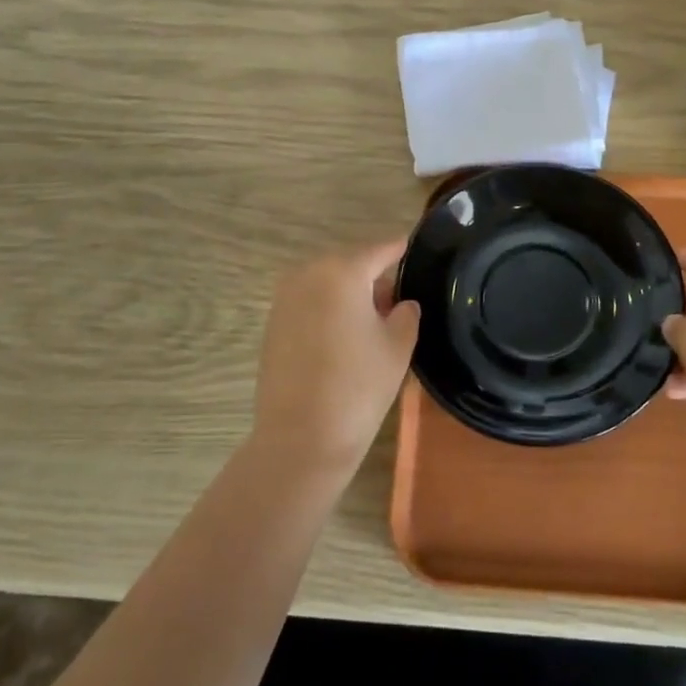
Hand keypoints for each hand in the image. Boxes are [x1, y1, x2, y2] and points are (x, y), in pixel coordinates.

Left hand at [250, 239, 420, 474]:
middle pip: (349, 265)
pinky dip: (328, 310)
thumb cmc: (359, 386)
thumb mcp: (398, 346)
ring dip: (349, 294)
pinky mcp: (272, 325)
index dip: (398, 249)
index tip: (412, 246)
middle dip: (373, 276)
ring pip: (326, 284)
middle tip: (398, 298)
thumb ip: (406, 314)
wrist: (301, 438)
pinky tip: (345, 337)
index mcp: (342, 272)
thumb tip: (401, 303)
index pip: (379, 250)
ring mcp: (284, 299)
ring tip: (373, 321)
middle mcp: (308, 275)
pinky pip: (309, 304)